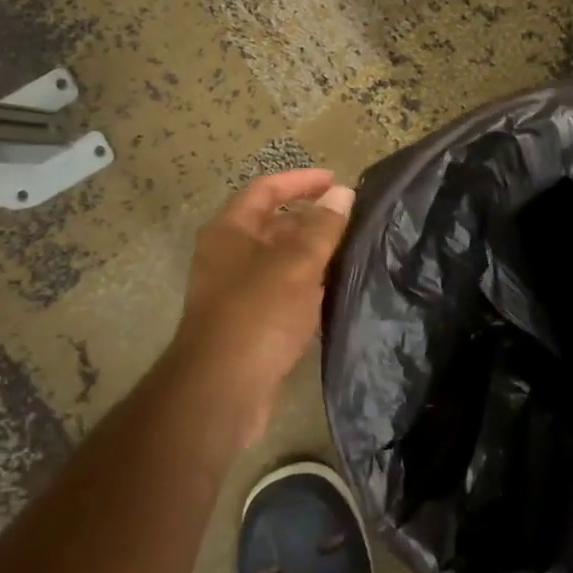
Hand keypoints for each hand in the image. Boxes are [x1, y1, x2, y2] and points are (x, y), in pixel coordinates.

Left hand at [172, 169, 353, 442]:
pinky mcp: (249, 323)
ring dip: (311, 254)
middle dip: (310, 218)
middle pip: (271, 225)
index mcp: (229, 232)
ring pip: (279, 261)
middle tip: (351, 219)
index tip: (337, 181)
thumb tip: (343, 193)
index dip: (300, 181)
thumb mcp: (295, 265)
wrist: (221, 391)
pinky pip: (282, 291)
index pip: (265, 190)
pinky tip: (333, 291)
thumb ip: (321, 228)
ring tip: (351, 251)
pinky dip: (306, 285)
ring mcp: (236, 292)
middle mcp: (228, 256)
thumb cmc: (256, 315)